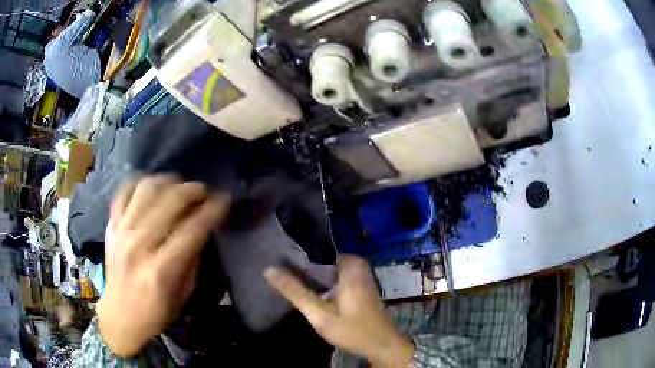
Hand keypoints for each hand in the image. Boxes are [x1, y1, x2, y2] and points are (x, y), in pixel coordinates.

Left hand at [97, 176, 229, 355]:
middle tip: (204, 193)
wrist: (120, 315)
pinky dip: (141, 182)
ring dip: (169, 181)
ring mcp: (121, 230)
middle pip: (170, 201)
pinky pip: (125, 190)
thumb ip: (193, 259)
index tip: (225, 200)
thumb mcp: (183, 294)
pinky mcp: (111, 224)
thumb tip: (202, 227)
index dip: (212, 210)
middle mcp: (139, 245)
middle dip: (194, 190)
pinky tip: (153, 188)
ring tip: (179, 187)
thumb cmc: (156, 311)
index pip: (192, 229)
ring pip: (147, 188)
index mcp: (162, 270)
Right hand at [265, 255, 413, 366]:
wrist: (381, 345)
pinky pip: (337, 275)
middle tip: (281, 267)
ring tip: (290, 275)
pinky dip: (323, 279)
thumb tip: (269, 270)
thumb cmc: (352, 329)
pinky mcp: (360, 286)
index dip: (297, 252)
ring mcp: (361, 276)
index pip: (318, 248)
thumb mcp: (320, 314)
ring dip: (312, 273)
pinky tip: (311, 287)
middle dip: (303, 263)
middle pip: (323, 257)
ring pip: (330, 267)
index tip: (278, 255)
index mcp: (349, 267)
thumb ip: (295, 292)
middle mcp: (357, 266)